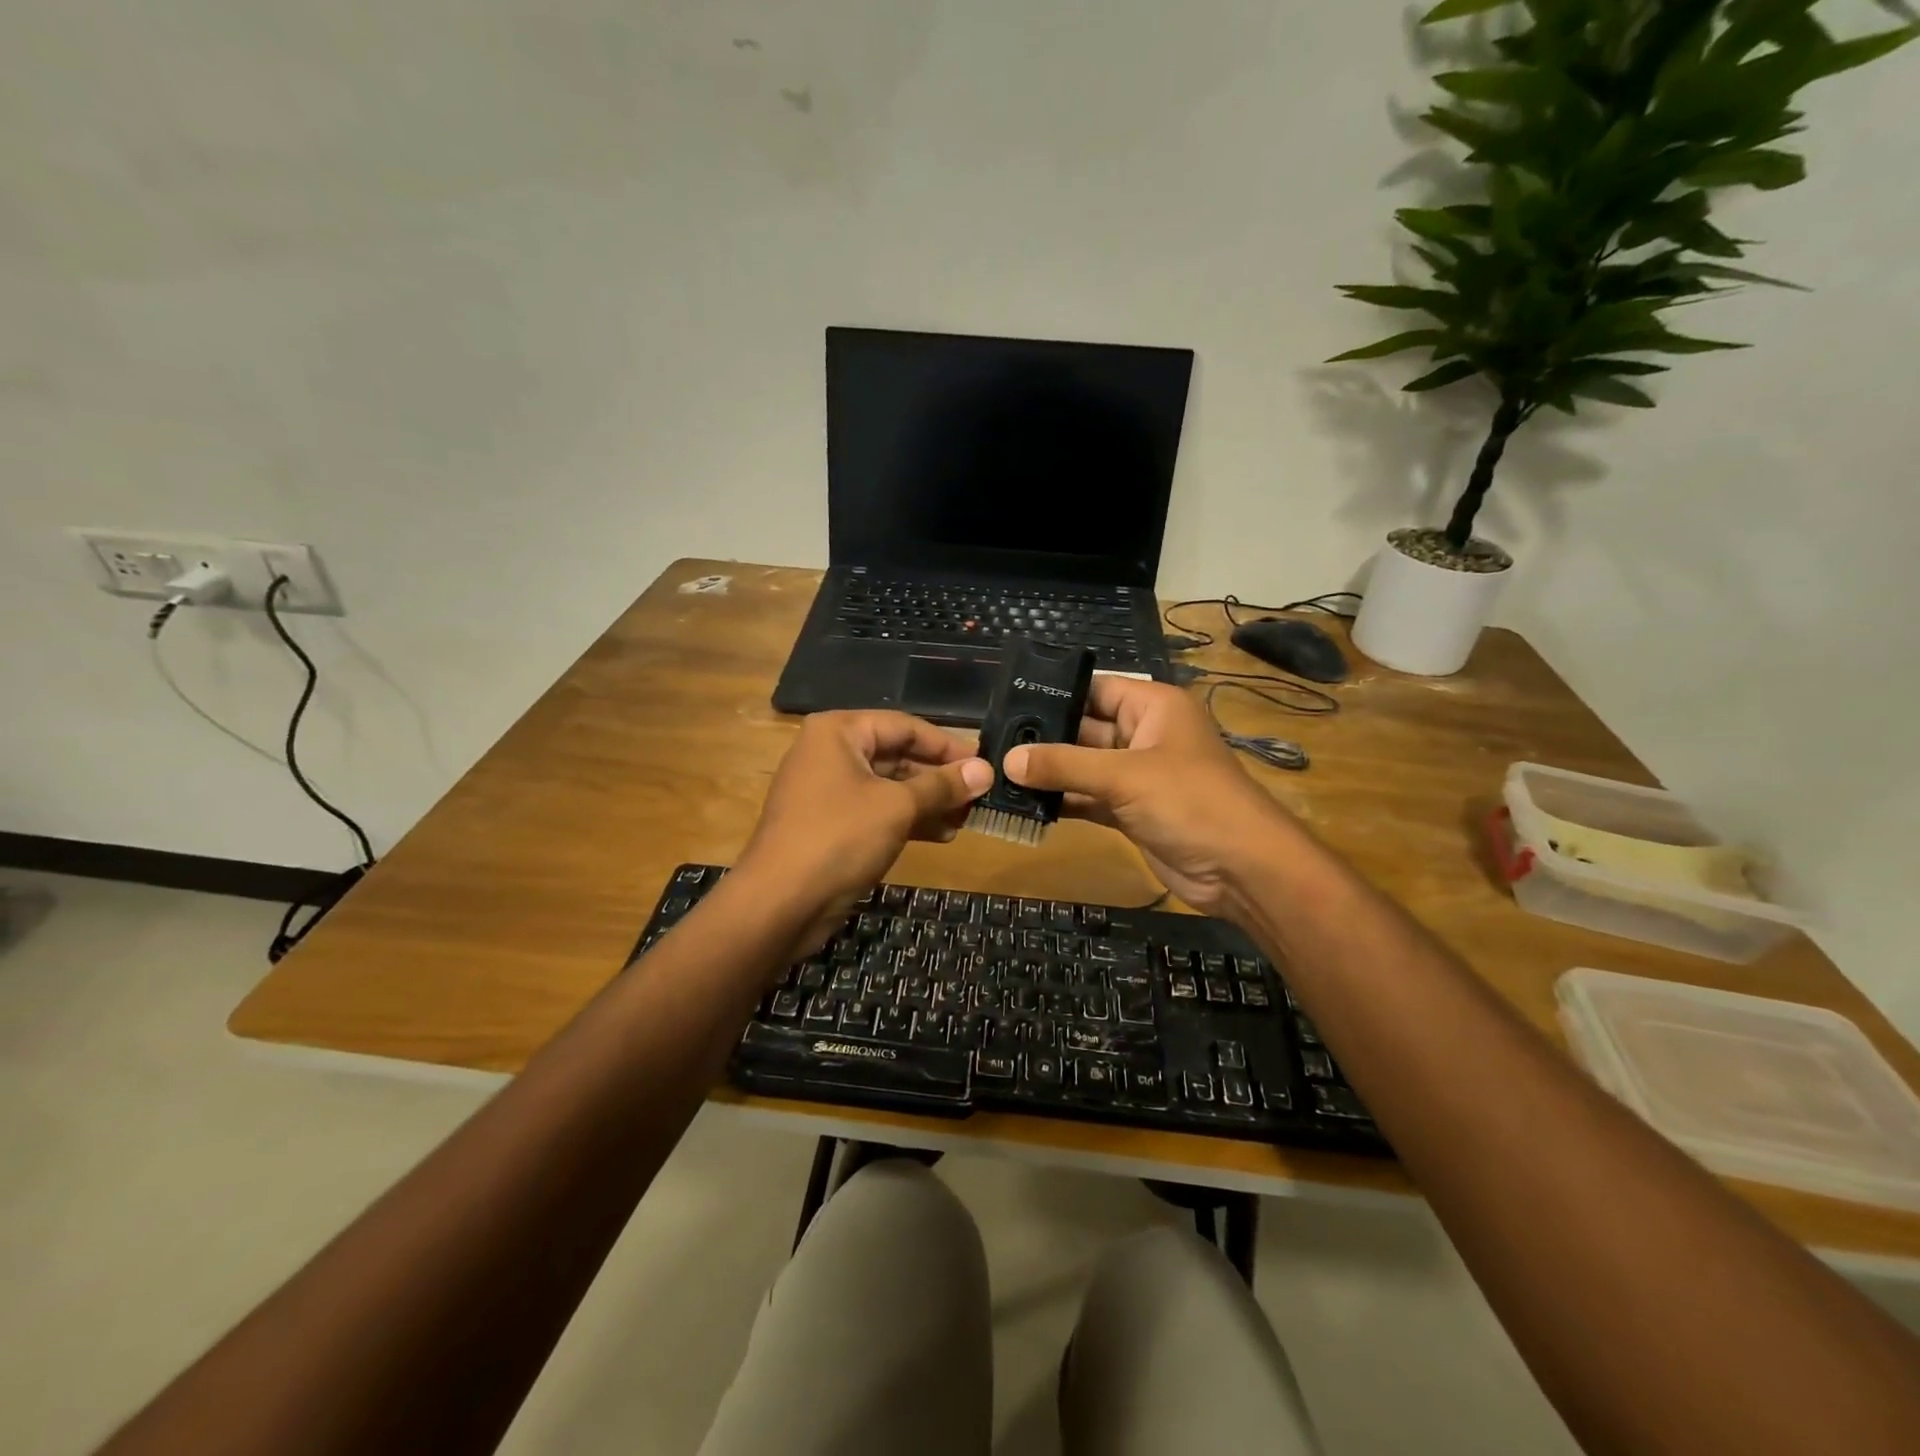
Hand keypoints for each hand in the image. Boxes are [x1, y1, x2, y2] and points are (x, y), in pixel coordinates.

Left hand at [737, 711, 992, 956]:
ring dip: (928, 801)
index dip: (947, 745)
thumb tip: (986, 770)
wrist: (779, 904)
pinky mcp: (831, 825)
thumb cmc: (839, 838)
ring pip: (889, 787)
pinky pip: (877, 812)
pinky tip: (942, 835)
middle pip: (897, 755)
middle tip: (978, 796)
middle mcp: (831, 753)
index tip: (983, 764)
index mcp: (839, 732)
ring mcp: (828, 791)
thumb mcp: (898, 807)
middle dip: (939, 777)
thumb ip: (943, 785)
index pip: (905, 726)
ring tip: (966, 819)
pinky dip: (908, 820)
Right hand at [1004, 677, 1299, 917]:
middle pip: (1084, 729)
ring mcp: (1137, 776)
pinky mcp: (1131, 811)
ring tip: (998, 774)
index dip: (1056, 693)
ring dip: (1049, 774)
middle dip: (1044, 738)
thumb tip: (1007, 759)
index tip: (1007, 701)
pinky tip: (1025, 805)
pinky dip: (1063, 802)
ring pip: (1083, 767)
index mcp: (1152, 707)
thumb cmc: (1190, 801)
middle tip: (992, 743)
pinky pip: (1089, 798)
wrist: (1241, 869)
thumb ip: (1065, 765)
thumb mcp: (1125, 775)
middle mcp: (1143, 735)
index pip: (1096, 689)